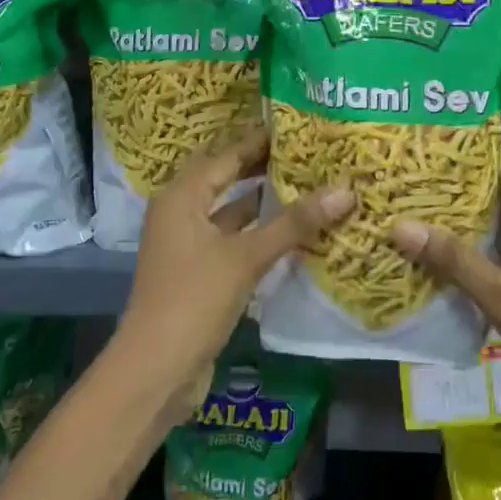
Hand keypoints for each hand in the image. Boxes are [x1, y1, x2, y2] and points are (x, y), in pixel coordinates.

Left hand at [119, 125, 353, 414]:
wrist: (155, 373)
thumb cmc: (193, 301)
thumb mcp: (246, 257)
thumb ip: (294, 223)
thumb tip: (345, 189)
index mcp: (182, 197)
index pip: (227, 155)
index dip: (260, 141)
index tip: (298, 127)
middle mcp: (181, 213)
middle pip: (227, 179)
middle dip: (264, 167)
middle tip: (308, 153)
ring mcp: (189, 245)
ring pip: (232, 212)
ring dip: (265, 202)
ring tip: (309, 185)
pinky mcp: (200, 273)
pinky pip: (234, 239)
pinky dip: (260, 233)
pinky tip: (294, 232)